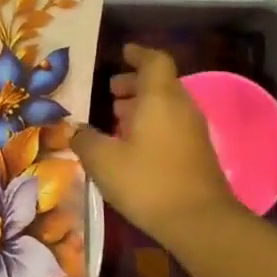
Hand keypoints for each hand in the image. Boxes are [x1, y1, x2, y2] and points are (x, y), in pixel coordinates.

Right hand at [71, 44, 237, 244]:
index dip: (138, 54)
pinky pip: (172, 126)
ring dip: (143, 107)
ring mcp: (194, 131)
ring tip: (116, 120)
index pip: (154, 61)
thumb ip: (85, 140)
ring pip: (167, 106)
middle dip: (135, 84)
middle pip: (161, 83)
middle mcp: (181, 107)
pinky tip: (132, 147)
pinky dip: (152, 125)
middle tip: (110, 92)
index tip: (122, 53)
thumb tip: (76, 130)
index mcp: (160, 98)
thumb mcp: (103, 161)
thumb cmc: (148, 182)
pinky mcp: (198, 153)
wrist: (200, 222)